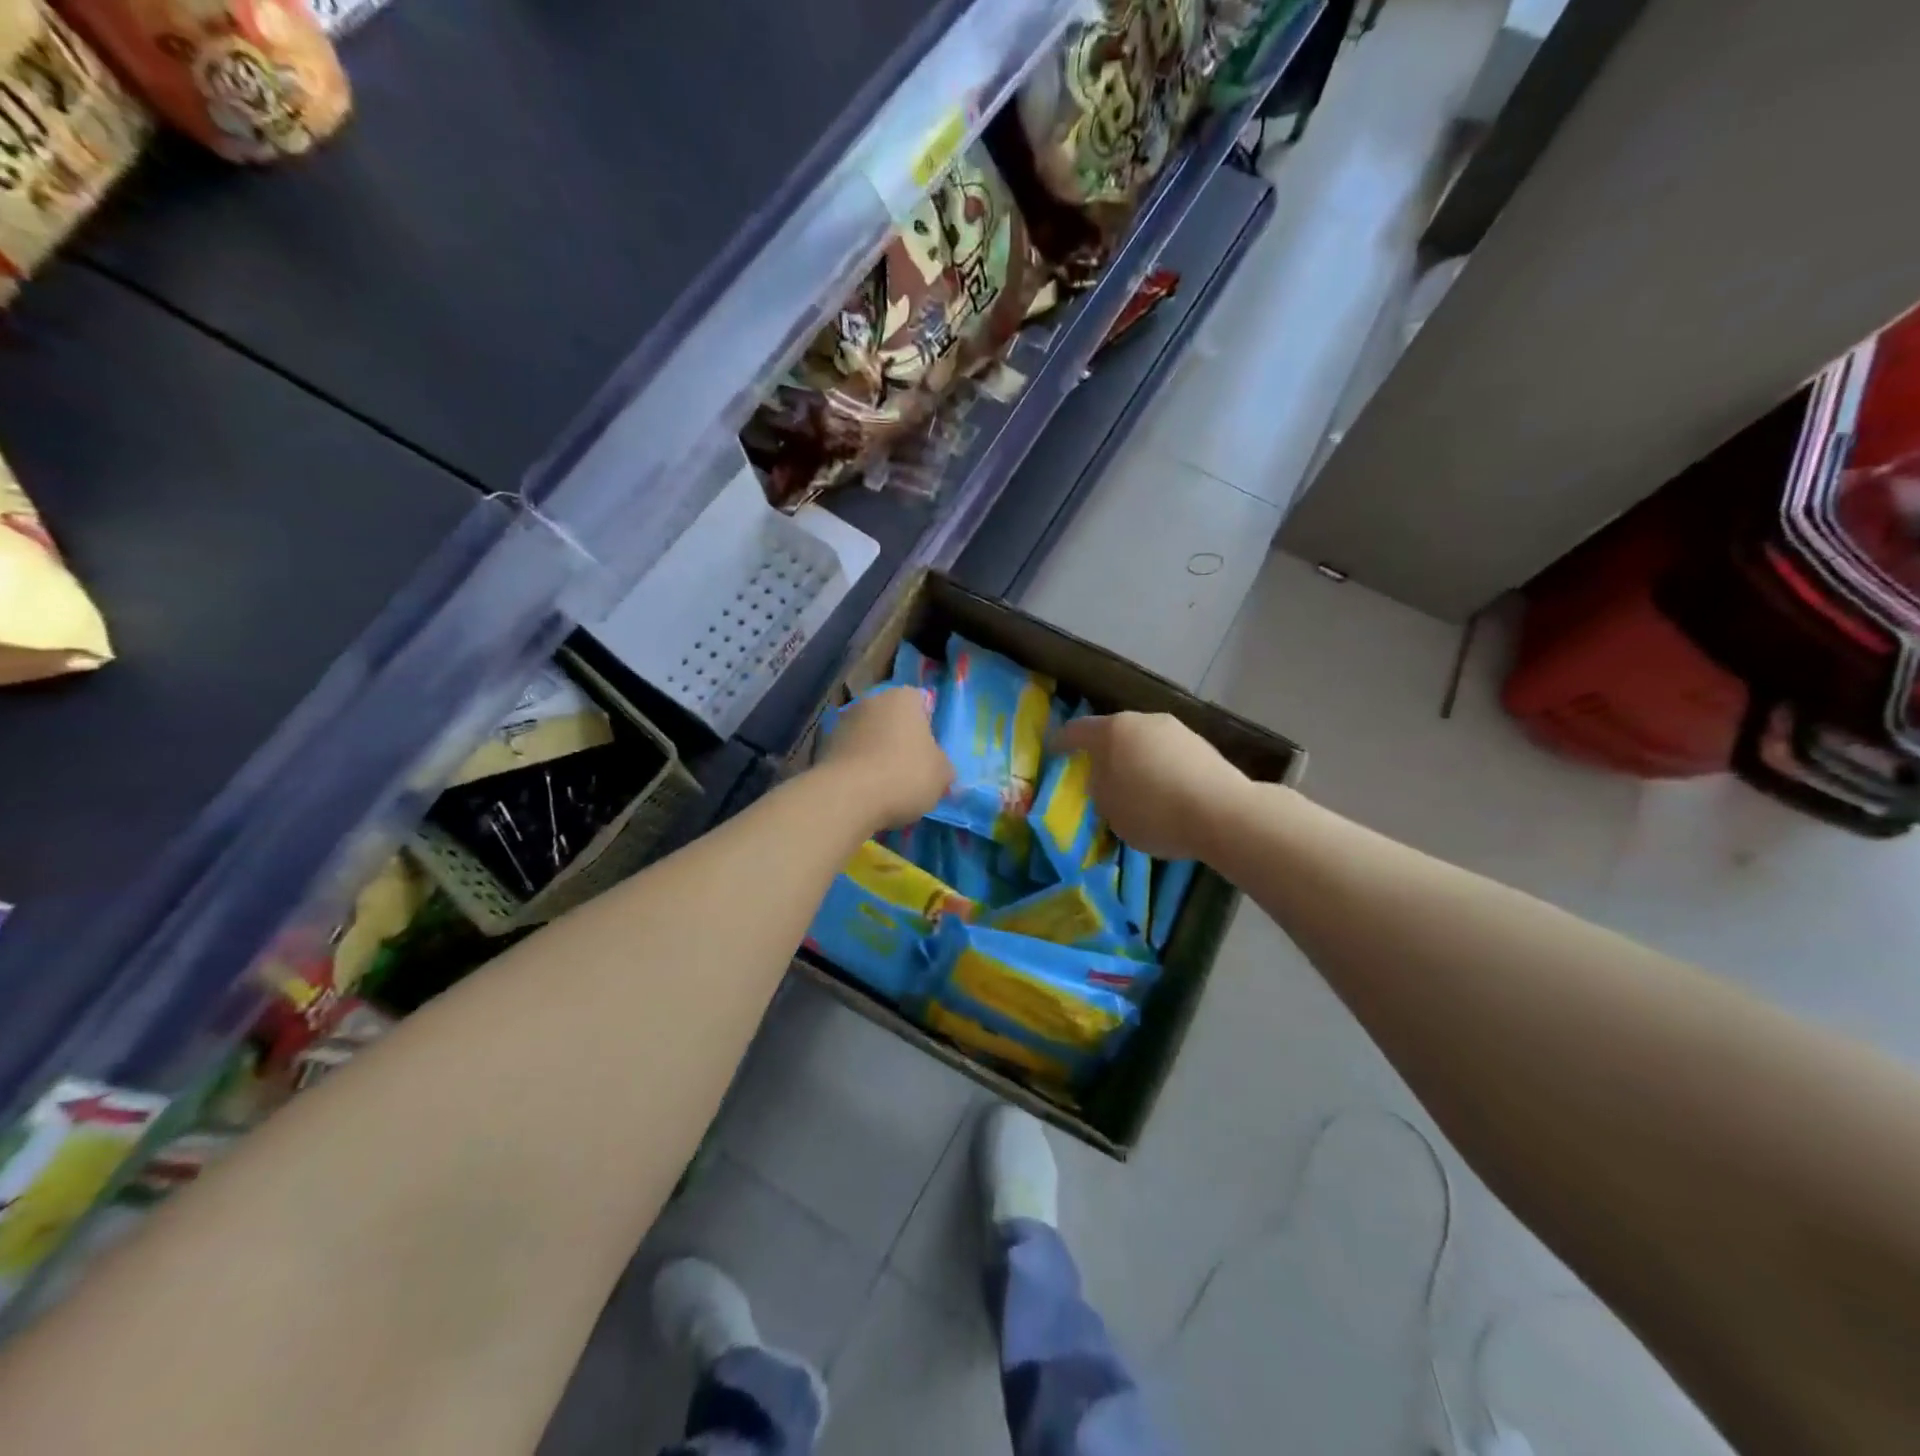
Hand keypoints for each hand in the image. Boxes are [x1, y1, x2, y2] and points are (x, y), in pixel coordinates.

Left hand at [816, 685, 953, 830]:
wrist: (848, 798)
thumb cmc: (905, 776)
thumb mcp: (942, 775)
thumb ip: (943, 766)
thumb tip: (940, 769)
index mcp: (904, 698)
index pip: (921, 702)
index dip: (927, 726)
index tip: (930, 752)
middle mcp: (871, 701)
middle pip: (892, 718)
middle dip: (899, 738)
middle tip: (910, 769)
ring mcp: (843, 722)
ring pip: (868, 736)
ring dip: (875, 752)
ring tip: (885, 785)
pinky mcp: (823, 747)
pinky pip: (850, 755)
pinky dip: (857, 768)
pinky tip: (864, 791)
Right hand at [1051, 711, 1248, 861]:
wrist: (1223, 813)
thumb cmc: (1154, 811)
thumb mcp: (1110, 809)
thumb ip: (1100, 788)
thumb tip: (1104, 777)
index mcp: (1112, 731)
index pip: (1077, 731)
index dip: (1062, 741)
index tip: (1054, 750)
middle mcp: (1143, 721)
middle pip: (1114, 733)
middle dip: (1104, 752)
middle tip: (1097, 775)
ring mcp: (1176, 730)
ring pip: (1144, 743)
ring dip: (1135, 760)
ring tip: (1135, 788)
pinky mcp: (1202, 746)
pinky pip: (1168, 755)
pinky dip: (1160, 769)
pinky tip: (1164, 792)